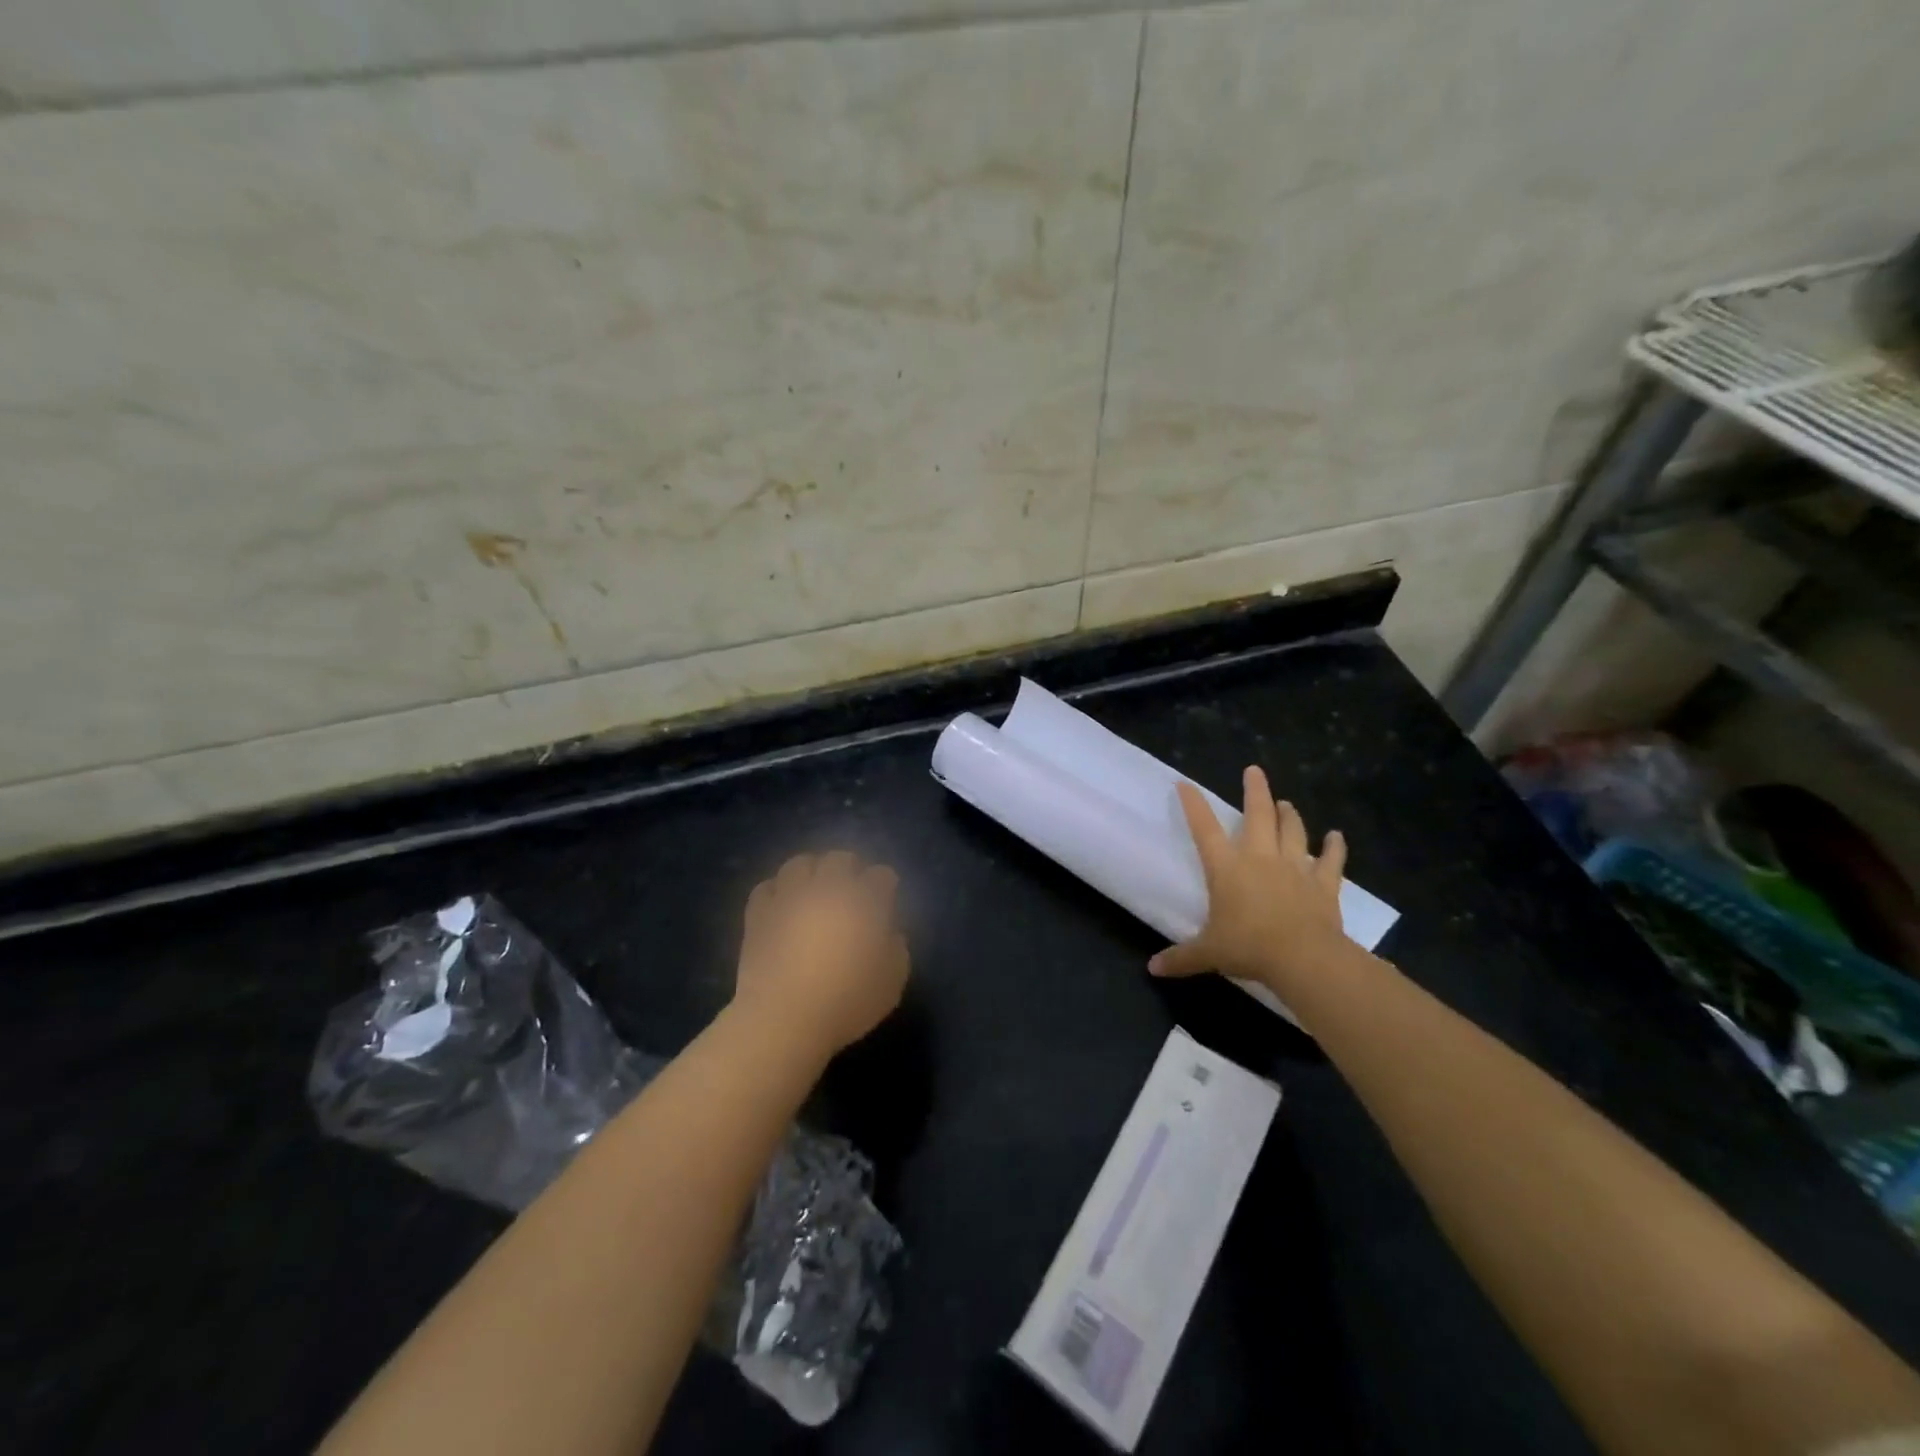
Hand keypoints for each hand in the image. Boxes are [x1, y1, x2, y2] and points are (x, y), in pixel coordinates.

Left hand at [734, 851, 909, 1056]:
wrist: (784, 1019)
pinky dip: (777, 891)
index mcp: (864, 902)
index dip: (885, 886)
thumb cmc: (846, 1003)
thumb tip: (888, 933)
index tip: (885, 900)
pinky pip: (766, 887)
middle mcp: (827, 888)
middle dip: (850, 869)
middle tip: (851, 889)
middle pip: (840, 859)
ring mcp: (789, 897)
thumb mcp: (892, 983)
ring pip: (800, 864)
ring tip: (813, 889)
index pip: (882, 876)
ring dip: (811, 871)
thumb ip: (896, 949)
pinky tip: (782, 905)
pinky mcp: (759, 914)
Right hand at [1150, 766, 1349, 992]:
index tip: (1185, 784)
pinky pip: (1331, 861)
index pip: (1204, 829)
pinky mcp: (1322, 884)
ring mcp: (1294, 867)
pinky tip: (1337, 836)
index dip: (1193, 805)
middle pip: (1257, 815)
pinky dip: (1335, 847)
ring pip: (1292, 831)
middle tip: (1254, 771)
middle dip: (1255, 791)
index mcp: (1226, 868)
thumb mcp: (1208, 953)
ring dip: (1289, 815)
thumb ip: (1181, 957)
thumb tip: (1153, 968)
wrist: (1303, 958)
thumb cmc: (1248, 948)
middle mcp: (1259, 858)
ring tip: (1286, 802)